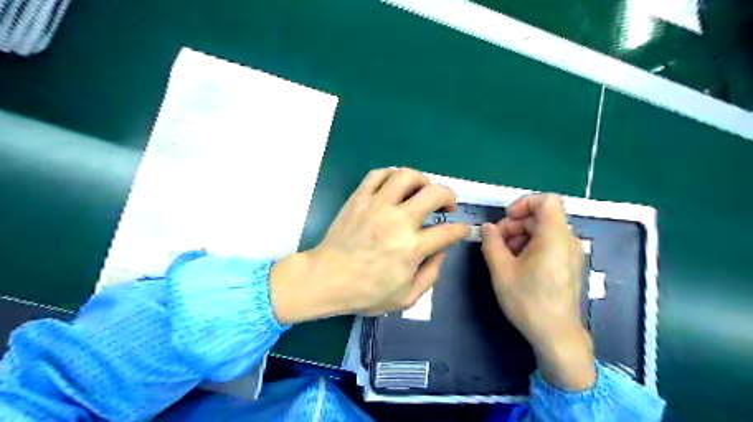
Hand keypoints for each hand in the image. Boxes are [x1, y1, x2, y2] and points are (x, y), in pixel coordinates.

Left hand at [270, 166, 468, 322]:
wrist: (326, 278)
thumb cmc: (366, 292)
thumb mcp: (406, 297)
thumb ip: (431, 275)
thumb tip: (442, 251)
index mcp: (412, 248)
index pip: (449, 231)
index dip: (461, 229)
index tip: (462, 228)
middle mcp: (398, 221)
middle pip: (434, 193)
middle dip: (449, 195)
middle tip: (447, 205)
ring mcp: (377, 205)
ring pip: (406, 176)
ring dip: (422, 180)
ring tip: (422, 190)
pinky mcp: (359, 198)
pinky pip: (378, 174)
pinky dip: (391, 175)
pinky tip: (395, 186)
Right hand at [479, 194, 597, 391]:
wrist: (556, 335)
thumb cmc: (528, 301)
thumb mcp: (501, 270)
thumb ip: (491, 242)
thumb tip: (488, 228)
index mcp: (554, 237)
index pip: (546, 200)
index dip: (524, 203)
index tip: (506, 219)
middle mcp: (567, 240)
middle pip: (541, 216)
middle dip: (515, 224)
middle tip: (496, 242)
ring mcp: (570, 253)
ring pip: (543, 230)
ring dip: (520, 235)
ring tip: (503, 255)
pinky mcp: (568, 265)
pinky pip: (549, 243)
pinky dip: (530, 245)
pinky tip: (517, 264)